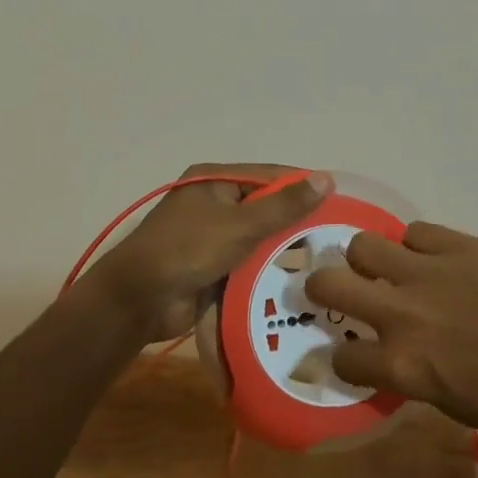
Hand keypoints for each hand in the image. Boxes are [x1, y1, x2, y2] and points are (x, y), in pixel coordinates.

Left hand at [84, 164, 330, 343]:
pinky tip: (299, 278)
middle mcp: (214, 202)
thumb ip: (284, 206)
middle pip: (265, 206)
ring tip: (327, 258)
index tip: (340, 200)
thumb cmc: (188, 250)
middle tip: (337, 234)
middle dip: (296, 220)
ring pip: (258, 236)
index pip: (269, 176)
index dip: (303, 186)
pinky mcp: (212, 265)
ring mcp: (212, 235)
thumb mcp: (240, 225)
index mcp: (215, 180)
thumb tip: (326, 178)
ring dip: (283, 247)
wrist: (138, 300)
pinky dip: (267, 268)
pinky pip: (248, 261)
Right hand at [306, 222, 477, 432]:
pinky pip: (414, 231)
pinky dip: (416, 245)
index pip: (342, 359)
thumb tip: (394, 358)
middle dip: (320, 286)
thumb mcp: (455, 404)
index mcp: (402, 364)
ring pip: (363, 245)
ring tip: (384, 266)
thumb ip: (414, 375)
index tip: (347, 353)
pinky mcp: (454, 243)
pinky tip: (432, 257)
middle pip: (330, 283)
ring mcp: (425, 272)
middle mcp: (400, 313)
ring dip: (367, 258)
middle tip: (330, 288)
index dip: (340, 358)